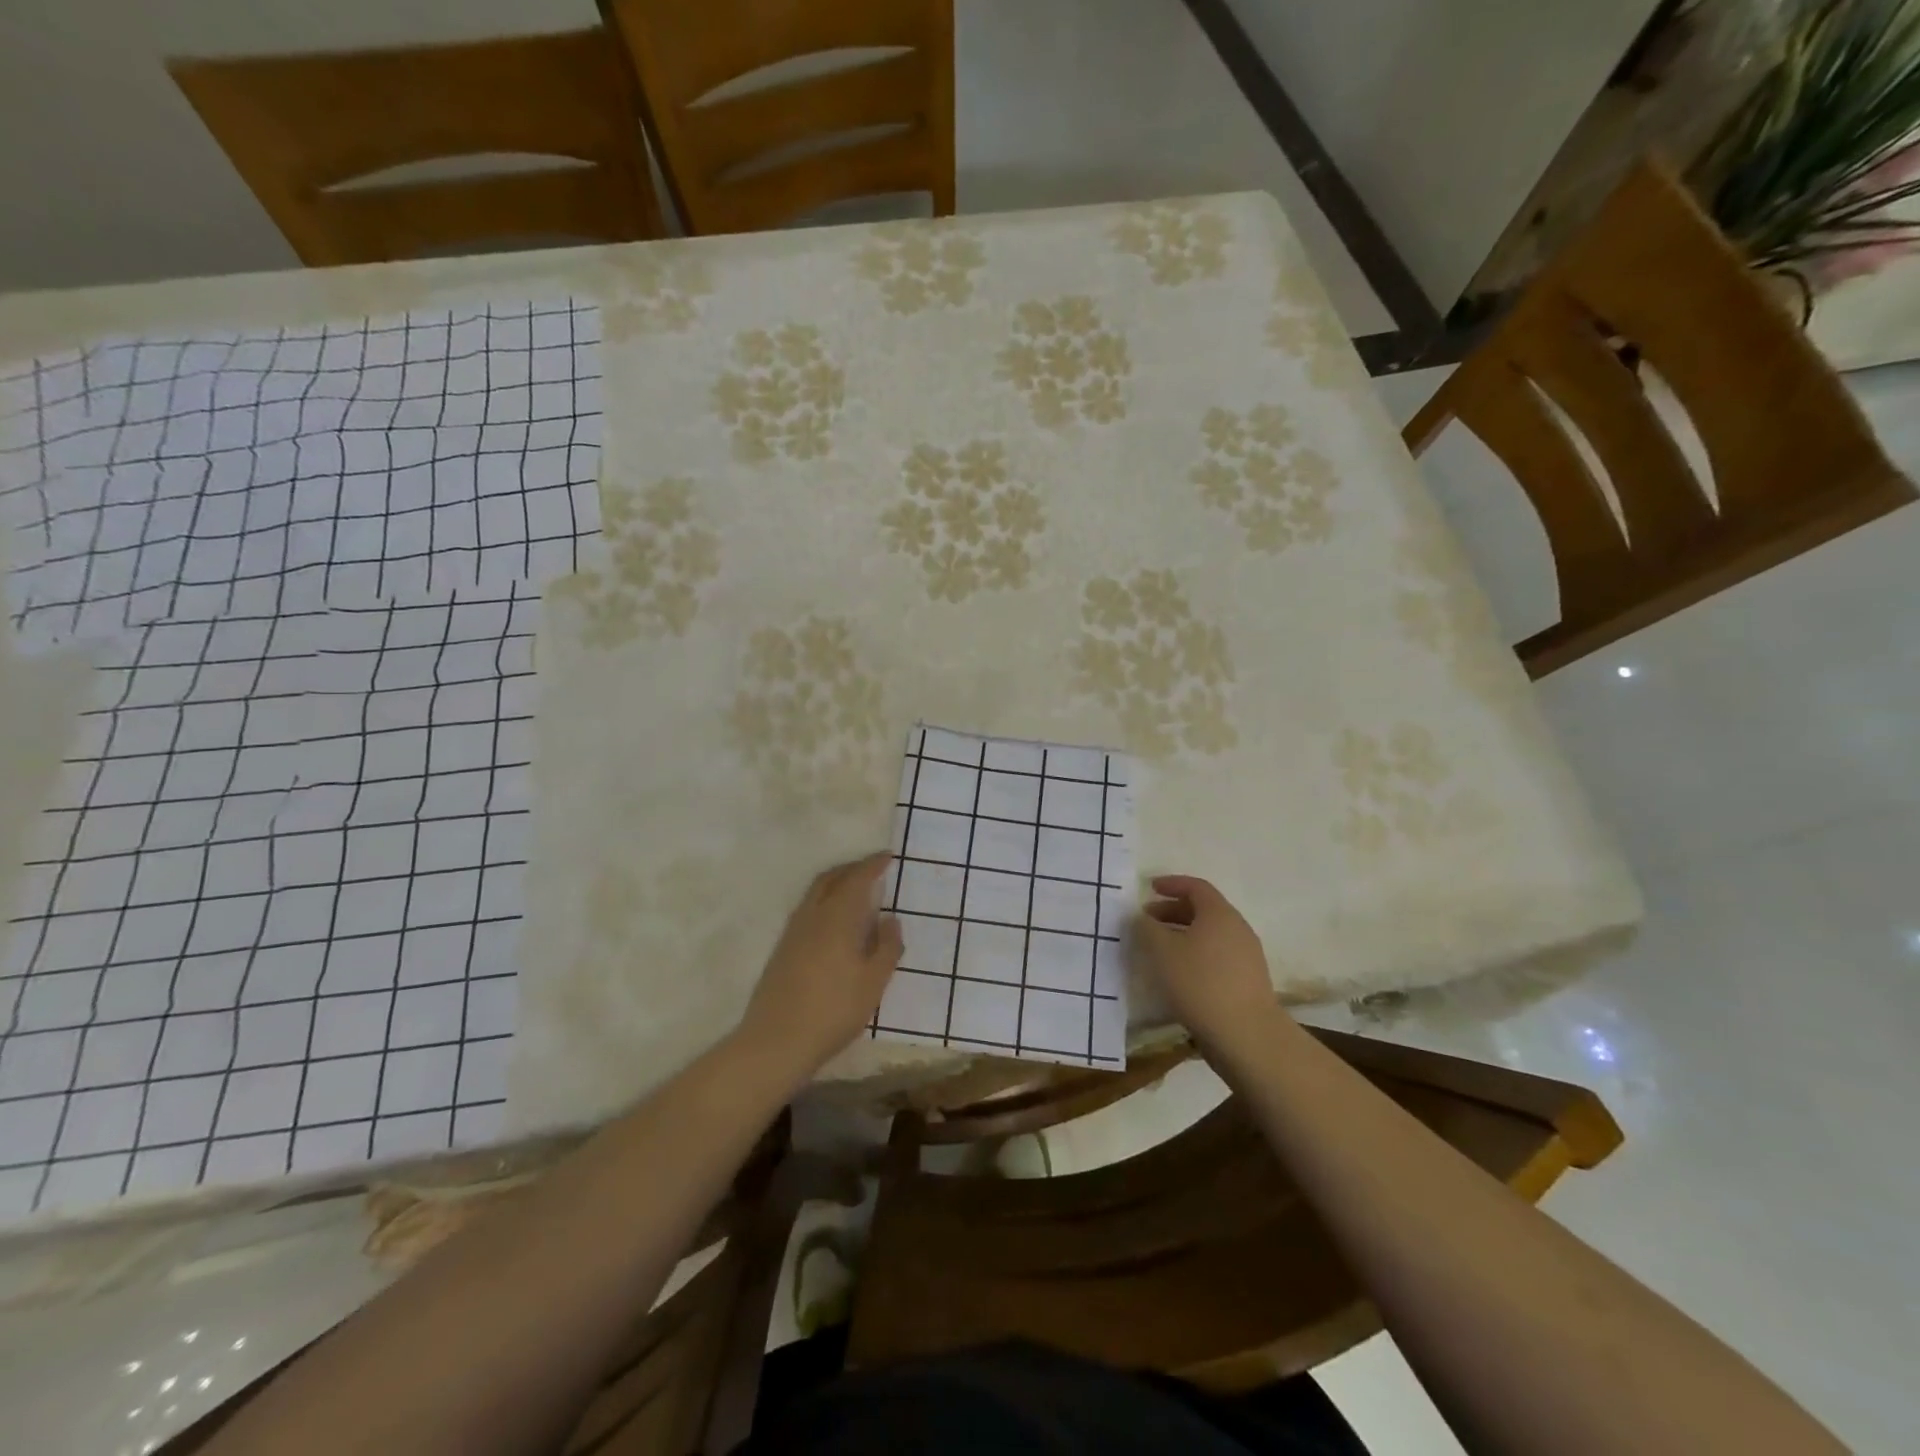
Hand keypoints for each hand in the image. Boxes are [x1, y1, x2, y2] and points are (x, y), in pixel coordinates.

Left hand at [738, 852, 903, 1077]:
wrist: (776, 1041)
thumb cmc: (833, 1010)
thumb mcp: (873, 982)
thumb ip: (887, 947)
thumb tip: (890, 919)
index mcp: (837, 918)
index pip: (856, 879)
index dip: (872, 865)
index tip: (887, 856)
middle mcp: (812, 916)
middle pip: (830, 879)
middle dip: (852, 868)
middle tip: (872, 868)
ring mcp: (793, 932)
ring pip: (815, 893)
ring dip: (836, 882)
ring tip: (855, 890)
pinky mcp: (783, 949)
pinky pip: (807, 909)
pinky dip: (825, 901)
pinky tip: (834, 921)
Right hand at [1138, 875, 1285, 1056]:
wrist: (1247, 1036)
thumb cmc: (1200, 983)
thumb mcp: (1162, 951)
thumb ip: (1146, 928)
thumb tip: (1141, 917)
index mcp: (1219, 913)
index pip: (1196, 886)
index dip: (1171, 884)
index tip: (1150, 888)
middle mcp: (1237, 928)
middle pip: (1203, 910)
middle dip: (1173, 911)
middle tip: (1147, 921)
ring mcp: (1247, 956)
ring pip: (1210, 935)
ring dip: (1183, 935)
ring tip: (1159, 950)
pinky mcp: (1248, 981)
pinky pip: (1217, 956)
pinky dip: (1195, 955)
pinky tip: (1179, 975)